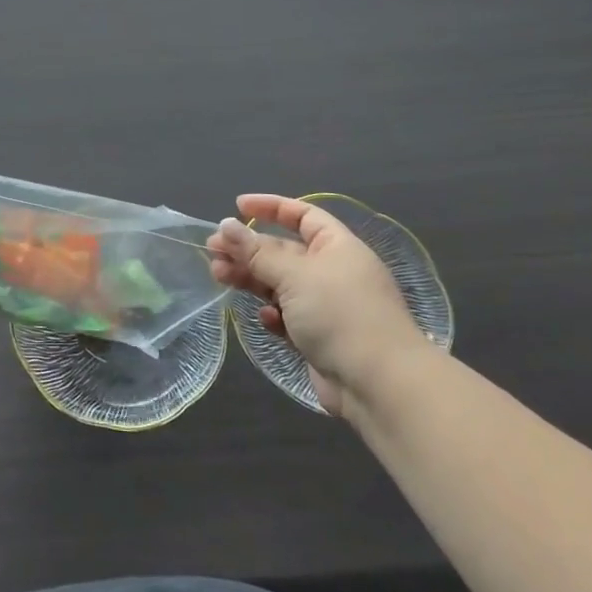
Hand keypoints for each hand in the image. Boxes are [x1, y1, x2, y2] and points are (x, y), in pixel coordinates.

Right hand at [207, 194, 437, 421]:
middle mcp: (332, 272)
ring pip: (280, 284)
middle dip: (248, 248)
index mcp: (336, 247)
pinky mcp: (319, 338)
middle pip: (284, 251)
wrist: (379, 384)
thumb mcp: (294, 275)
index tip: (237, 207)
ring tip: (218, 276)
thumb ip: (256, 251)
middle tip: (212, 250)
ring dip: (251, 278)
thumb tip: (226, 224)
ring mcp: (326, 307)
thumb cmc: (339, 313)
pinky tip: (264, 319)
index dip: (270, 207)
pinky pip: (289, 317)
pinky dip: (273, 315)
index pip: (302, 215)